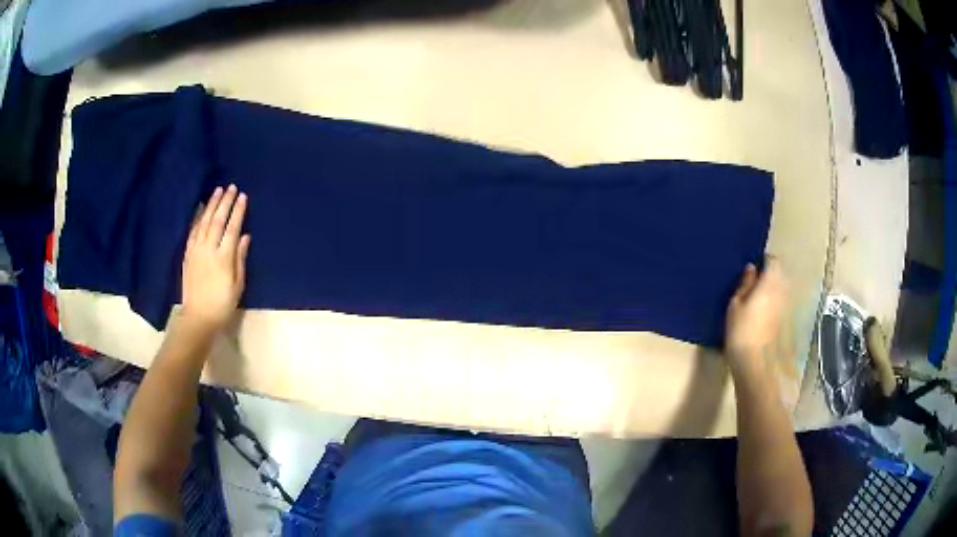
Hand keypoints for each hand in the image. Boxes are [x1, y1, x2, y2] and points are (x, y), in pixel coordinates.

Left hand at [181, 185, 249, 332]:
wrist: (198, 317)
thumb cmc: (222, 304)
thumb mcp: (238, 285)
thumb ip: (240, 259)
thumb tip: (245, 237)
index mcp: (224, 257)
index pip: (232, 228)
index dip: (238, 211)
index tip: (243, 196)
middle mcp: (209, 249)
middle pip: (217, 220)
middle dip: (225, 202)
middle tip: (231, 187)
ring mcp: (196, 250)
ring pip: (204, 222)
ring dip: (211, 205)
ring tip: (218, 191)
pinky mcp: (188, 254)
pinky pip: (192, 231)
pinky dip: (197, 217)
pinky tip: (201, 207)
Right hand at [725, 258, 787, 372]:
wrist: (755, 364)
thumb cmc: (742, 331)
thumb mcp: (735, 304)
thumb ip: (745, 284)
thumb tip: (752, 269)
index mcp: (771, 282)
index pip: (772, 261)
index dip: (763, 261)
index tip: (751, 266)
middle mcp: (783, 291)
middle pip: (779, 275)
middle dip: (768, 275)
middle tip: (751, 282)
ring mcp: (786, 307)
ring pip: (780, 290)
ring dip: (770, 290)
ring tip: (754, 298)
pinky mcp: (785, 322)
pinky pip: (779, 304)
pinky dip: (772, 304)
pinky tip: (760, 314)